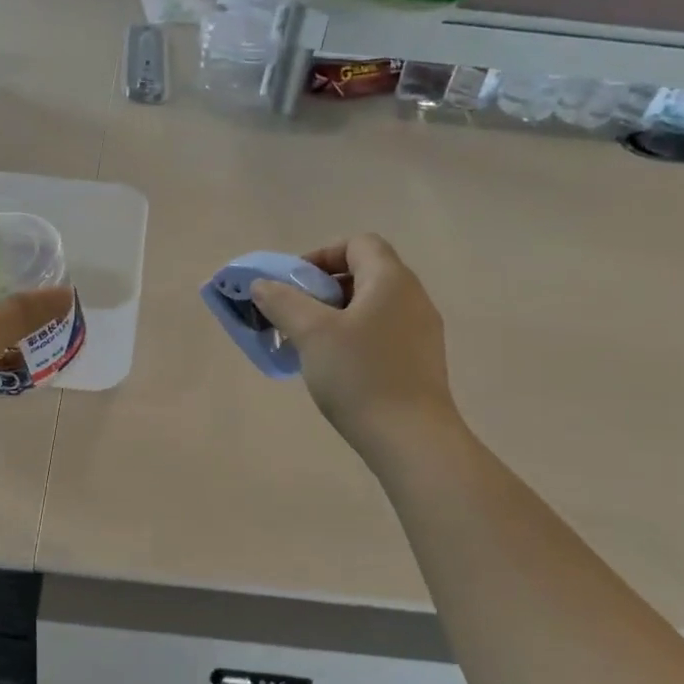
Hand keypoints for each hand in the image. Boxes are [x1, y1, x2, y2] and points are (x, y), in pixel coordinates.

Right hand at [250, 234, 459, 456]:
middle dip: (323, 289)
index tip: (293, 284)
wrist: (411, 439)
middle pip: (365, 273)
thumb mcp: (311, 334)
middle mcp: (413, 297)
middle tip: (295, 315)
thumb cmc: (360, 376)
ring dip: (337, 315)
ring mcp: (422, 331)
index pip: (358, 244)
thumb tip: (262, 285)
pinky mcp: (421, 360)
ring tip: (310, 344)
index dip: (322, 255)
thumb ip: (283, 302)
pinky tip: (336, 368)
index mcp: (391, 280)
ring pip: (372, 306)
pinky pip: (382, 332)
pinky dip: (355, 337)